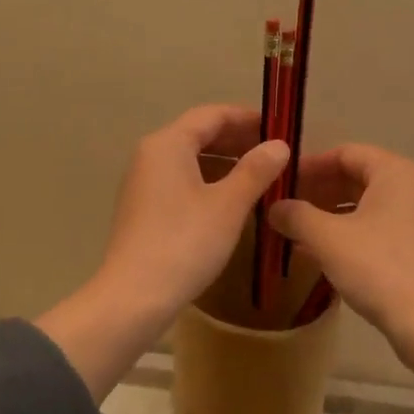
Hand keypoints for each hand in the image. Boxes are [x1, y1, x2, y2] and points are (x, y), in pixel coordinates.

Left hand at [97, 104, 289, 314]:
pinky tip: (233, 201)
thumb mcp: (228, 205)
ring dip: (226, 163)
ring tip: (261, 176)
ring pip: (191, 160)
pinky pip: (182, 181)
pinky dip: (210, 182)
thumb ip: (256, 170)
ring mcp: (144, 183)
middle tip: (276, 152)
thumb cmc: (185, 242)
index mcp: (168, 144)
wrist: (134, 298)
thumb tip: (280, 145)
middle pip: (199, 134)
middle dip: (238, 140)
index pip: (212, 115)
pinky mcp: (144, 209)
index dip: (247, 118)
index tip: (279, 126)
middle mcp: (151, 155)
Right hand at [268, 143, 413, 337]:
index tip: (278, 180)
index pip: (344, 153)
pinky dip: (339, 232)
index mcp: (393, 171)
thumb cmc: (377, 266)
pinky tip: (309, 249)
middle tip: (279, 205)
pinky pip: (366, 226)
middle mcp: (405, 187)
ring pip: (358, 203)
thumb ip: (296, 215)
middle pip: (352, 176)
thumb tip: (272, 207)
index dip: (309, 165)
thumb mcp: (327, 237)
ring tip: (288, 228)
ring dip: (323, 213)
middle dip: (314, 190)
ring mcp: (409, 218)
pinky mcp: (407, 246)